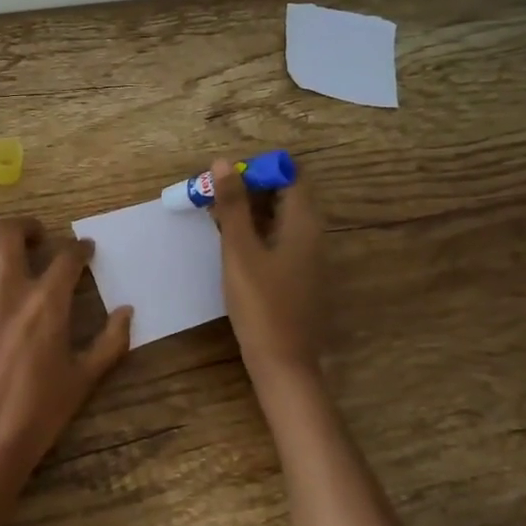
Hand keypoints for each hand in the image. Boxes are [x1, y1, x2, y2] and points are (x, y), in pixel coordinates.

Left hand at [0, 217, 132, 498]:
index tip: (84, 250)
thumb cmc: (39, 413)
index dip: (80, 248)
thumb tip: (128, 311)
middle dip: (30, 228)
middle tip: (38, 238)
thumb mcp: (84, 379)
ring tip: (4, 248)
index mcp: (47, 303)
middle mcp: (8, 289)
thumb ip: (111, 341)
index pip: (67, 257)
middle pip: (13, 234)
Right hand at [208, 157, 325, 383]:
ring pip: (279, 218)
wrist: (283, 363)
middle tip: (213, 193)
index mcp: (304, 223)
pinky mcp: (298, 276)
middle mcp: (312, 235)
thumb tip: (224, 162)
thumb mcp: (240, 251)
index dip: (260, 168)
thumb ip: (233, 206)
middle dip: (250, 187)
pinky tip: (231, 245)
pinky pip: (279, 239)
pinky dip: (256, 232)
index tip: (227, 175)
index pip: (291, 175)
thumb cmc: (261, 304)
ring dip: (250, 211)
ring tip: (215, 215)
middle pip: (285, 195)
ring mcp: (307, 257)